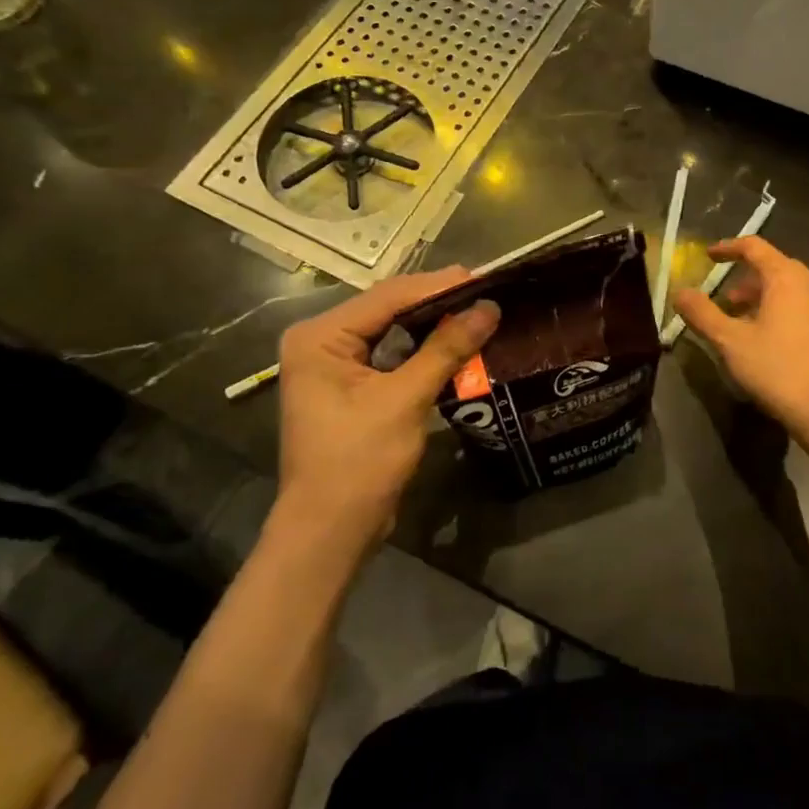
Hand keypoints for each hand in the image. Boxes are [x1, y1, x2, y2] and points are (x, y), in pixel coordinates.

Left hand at [272, 268, 499, 557]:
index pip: (387, 297)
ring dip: (433, 324)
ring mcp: (333, 364)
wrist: (330, 531)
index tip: (483, 277)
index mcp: (320, 337)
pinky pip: (391, 354)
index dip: (438, 286)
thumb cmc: (359, 462)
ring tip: (478, 311)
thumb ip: (446, 349)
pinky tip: (456, 342)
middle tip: (486, 292)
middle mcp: (321, 341)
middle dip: (437, 301)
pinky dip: (423, 349)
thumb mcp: (405, 400)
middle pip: (388, 308)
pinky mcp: (349, 386)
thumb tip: (489, 307)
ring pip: (392, 330)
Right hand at [674, 238, 808, 436]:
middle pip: (773, 266)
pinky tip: (762, 335)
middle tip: (722, 295)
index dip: (728, 248)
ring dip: (759, 295)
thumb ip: (702, 313)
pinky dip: (776, 308)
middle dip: (744, 276)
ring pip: (787, 288)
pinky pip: (799, 305)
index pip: (755, 247)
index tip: (708, 256)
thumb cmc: (776, 368)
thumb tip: (680, 292)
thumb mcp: (730, 341)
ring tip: (737, 318)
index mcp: (786, 278)